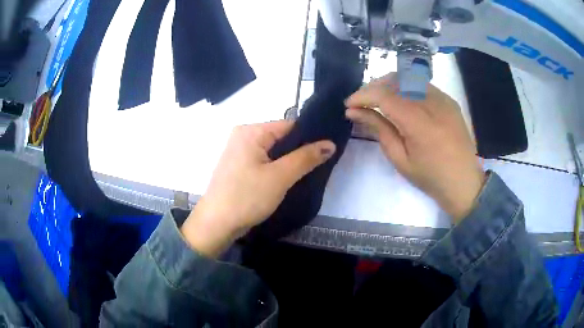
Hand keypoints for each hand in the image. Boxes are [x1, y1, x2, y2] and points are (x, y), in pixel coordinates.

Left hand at [181, 121, 335, 256]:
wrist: (216, 224)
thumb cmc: (247, 197)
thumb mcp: (280, 177)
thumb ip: (306, 158)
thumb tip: (330, 144)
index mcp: (251, 131)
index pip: (289, 125)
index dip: (310, 136)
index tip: (328, 149)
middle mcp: (243, 136)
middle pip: (281, 137)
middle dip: (299, 150)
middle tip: (321, 163)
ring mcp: (239, 152)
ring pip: (273, 151)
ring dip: (289, 161)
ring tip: (308, 171)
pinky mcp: (239, 167)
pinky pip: (264, 161)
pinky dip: (277, 168)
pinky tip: (289, 178)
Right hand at [345, 73, 484, 222]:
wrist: (464, 182)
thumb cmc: (430, 177)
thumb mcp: (400, 159)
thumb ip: (378, 129)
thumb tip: (354, 112)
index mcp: (419, 122)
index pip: (384, 95)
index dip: (362, 95)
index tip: (349, 104)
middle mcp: (432, 103)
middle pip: (395, 80)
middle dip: (374, 86)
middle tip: (362, 101)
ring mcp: (443, 99)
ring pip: (409, 78)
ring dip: (389, 85)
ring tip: (379, 100)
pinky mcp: (449, 100)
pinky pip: (422, 85)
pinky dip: (407, 88)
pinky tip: (403, 101)